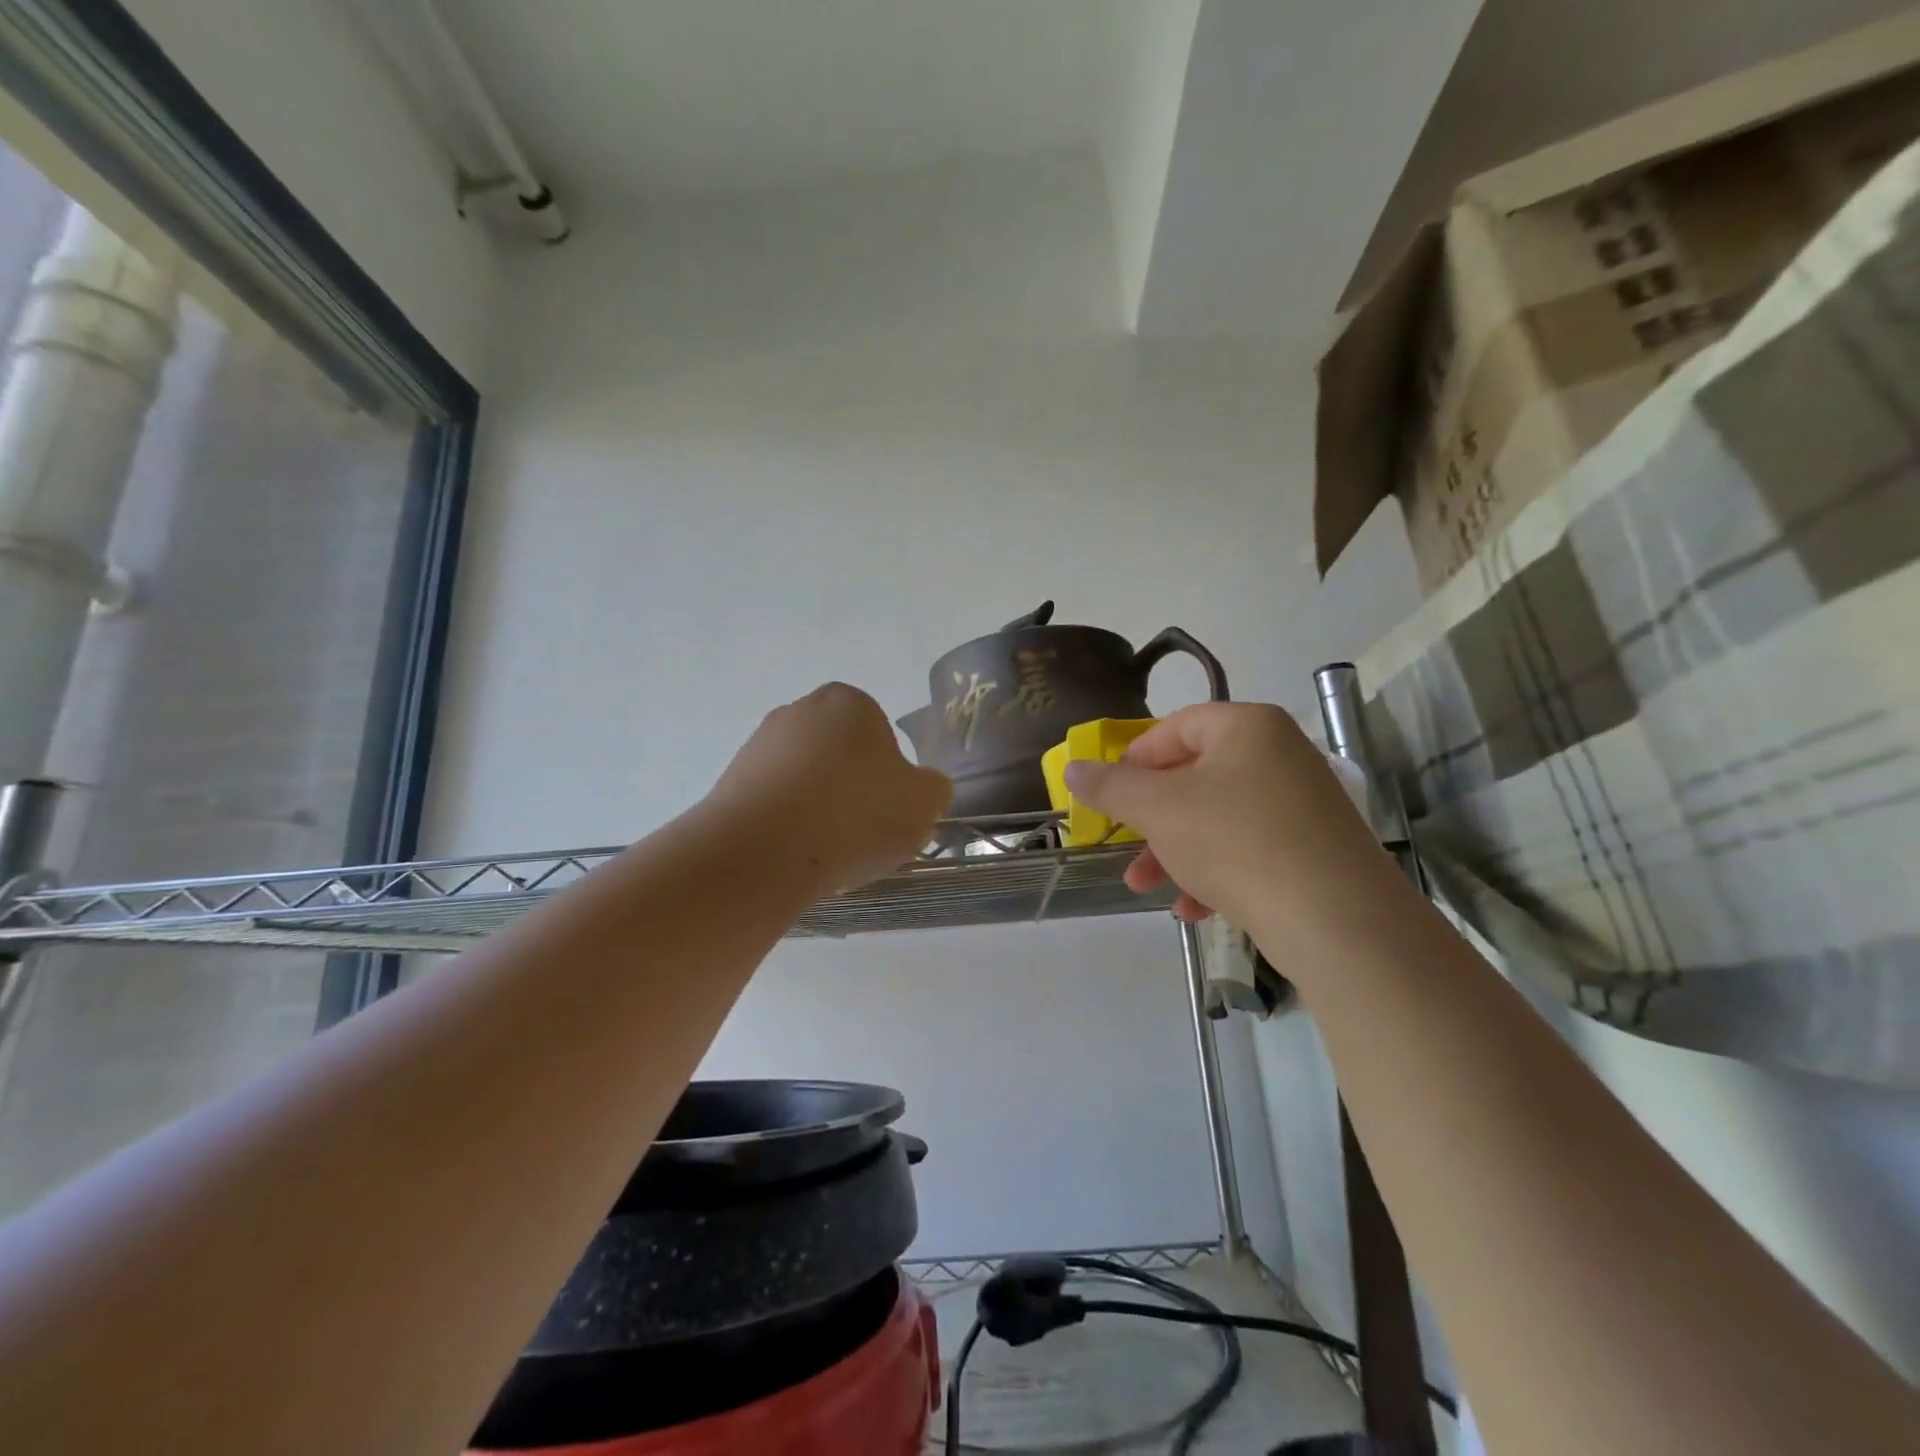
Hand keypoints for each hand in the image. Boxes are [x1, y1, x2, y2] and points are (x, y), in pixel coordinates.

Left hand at [707, 683, 952, 890]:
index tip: (889, 813)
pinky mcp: (730, 783)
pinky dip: (788, 829)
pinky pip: (775, 806)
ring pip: (807, 784)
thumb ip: (933, 788)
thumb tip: (921, 788)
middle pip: (841, 758)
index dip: (891, 779)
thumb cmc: (854, 816)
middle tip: (864, 835)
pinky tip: (795, 859)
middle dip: (853, 793)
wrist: (761, 853)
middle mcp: (799, 712)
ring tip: (828, 855)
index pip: (881, 737)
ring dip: (821, 813)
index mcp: (849, 703)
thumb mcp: (924, 804)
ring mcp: (758, 746)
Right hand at [1062, 703, 1393, 929]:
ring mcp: (1302, 803)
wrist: (1336, 920)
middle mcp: (1280, 755)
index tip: (1110, 794)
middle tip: (1123, 847)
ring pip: (1217, 818)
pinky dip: (1215, 872)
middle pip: (1195, 776)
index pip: (1176, 727)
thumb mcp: (1158, 809)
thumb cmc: (1234, 841)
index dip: (1134, 759)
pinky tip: (1193, 909)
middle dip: (1150, 818)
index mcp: (1247, 727)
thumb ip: (1110, 786)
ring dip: (1175, 851)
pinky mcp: (1314, 849)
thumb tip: (1073, 769)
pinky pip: (1249, 849)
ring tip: (1147, 888)